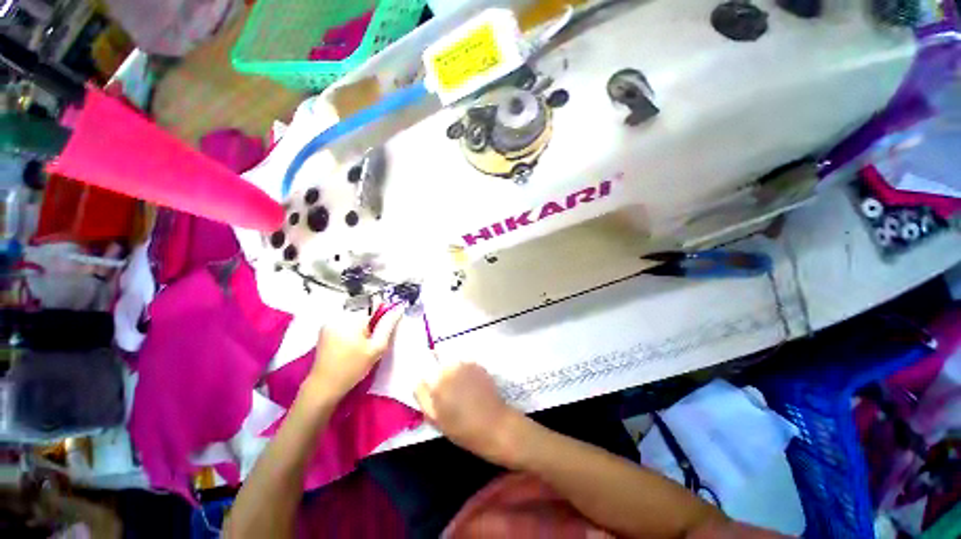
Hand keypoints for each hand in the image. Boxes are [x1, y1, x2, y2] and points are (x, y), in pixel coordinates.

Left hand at [306, 306, 401, 400]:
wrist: (324, 387)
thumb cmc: (352, 368)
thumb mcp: (376, 348)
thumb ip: (388, 325)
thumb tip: (398, 308)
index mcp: (351, 318)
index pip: (374, 310)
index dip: (379, 324)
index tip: (377, 339)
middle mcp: (338, 316)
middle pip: (364, 315)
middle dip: (369, 328)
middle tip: (367, 348)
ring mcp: (328, 323)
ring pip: (355, 321)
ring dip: (359, 332)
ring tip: (357, 350)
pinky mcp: (324, 331)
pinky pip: (344, 326)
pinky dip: (350, 335)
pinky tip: (348, 350)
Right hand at [415, 361, 525, 466]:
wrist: (495, 426)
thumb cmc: (462, 428)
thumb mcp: (434, 418)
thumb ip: (422, 396)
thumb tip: (418, 379)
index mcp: (438, 379)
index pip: (426, 363)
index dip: (426, 371)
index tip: (429, 382)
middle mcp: (453, 366)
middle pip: (440, 361)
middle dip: (440, 372)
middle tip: (446, 391)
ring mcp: (468, 364)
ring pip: (454, 362)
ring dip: (453, 371)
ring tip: (460, 391)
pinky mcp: (479, 366)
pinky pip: (466, 365)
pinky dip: (465, 372)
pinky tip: (470, 388)